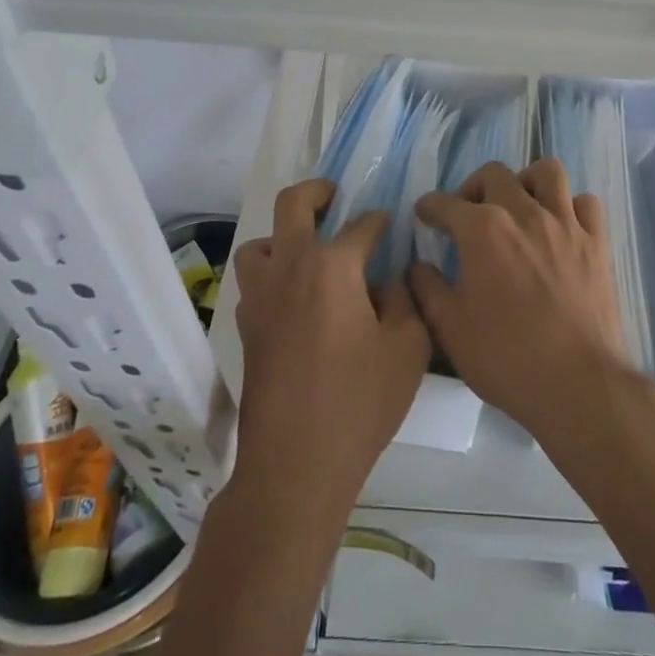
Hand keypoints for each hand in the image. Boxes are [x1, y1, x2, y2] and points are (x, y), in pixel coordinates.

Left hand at [232, 180, 431, 511]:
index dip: (382, 221)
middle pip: (292, 205)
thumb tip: (385, 281)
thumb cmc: (359, 402)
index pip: (362, 225)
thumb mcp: (408, 347)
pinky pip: (255, 282)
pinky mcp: (246, 327)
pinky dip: (273, 275)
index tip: (394, 225)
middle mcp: (289, 268)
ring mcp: (260, 297)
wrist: (296, 463)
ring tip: (309, 252)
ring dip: (283, 237)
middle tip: (336, 198)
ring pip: (260, 243)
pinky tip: (297, 299)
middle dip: (317, 192)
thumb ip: (402, 299)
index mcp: (331, 266)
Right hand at [410, 161, 631, 443]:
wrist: (577, 384)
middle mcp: (524, 212)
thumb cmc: (505, 357)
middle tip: (468, 215)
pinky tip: (560, 227)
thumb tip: (418, 265)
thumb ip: (427, 288)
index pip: (446, 203)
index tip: (425, 215)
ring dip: (526, 182)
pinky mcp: (597, 242)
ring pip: (547, 173)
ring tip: (518, 206)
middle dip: (473, 188)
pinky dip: (570, 207)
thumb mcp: (449, 328)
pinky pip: (585, 203)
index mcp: (482, 230)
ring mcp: (565, 224)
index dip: (430, 207)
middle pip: (494, 175)